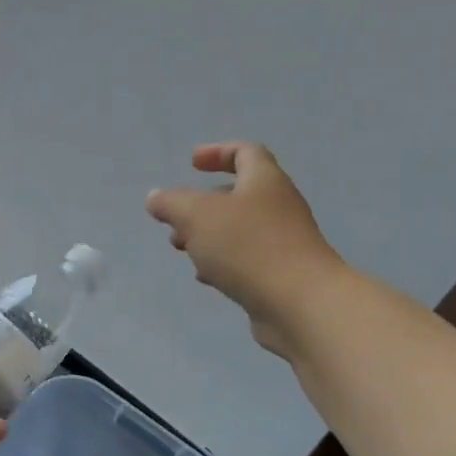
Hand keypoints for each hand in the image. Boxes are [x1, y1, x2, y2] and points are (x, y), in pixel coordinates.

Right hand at [146, 142, 345, 356]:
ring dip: (208, 237)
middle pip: (238, 195)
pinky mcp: (281, 274)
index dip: (217, 152)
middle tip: (176, 223)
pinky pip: (247, 260)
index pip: (245, 152)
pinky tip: (208, 279)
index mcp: (264, 181)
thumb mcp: (197, 216)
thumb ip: (171, 203)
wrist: (299, 303)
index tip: (191, 164)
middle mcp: (278, 206)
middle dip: (202, 206)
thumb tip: (155, 198)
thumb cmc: (248, 247)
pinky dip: (223, 263)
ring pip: (239, 231)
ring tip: (183, 252)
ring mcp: (283, 242)